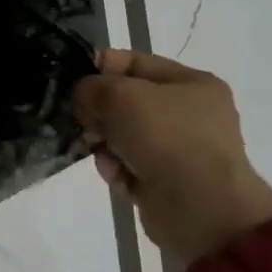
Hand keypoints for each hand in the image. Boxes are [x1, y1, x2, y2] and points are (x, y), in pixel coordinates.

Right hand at [73, 50, 271, 271]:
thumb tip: (83, 94)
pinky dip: (116, 168)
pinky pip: (126, 165)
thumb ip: (92, 86)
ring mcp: (178, 149)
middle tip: (83, 119)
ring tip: (101, 152)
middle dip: (99, 110)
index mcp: (191, 83)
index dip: (100, 67)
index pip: (134, 63)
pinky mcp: (165, 180)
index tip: (71, 80)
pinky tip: (116, 174)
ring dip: (103, 142)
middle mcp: (188, 113)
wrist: (200, 208)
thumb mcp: (121, 95)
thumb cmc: (166, 138)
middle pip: (125, 101)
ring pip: (121, 135)